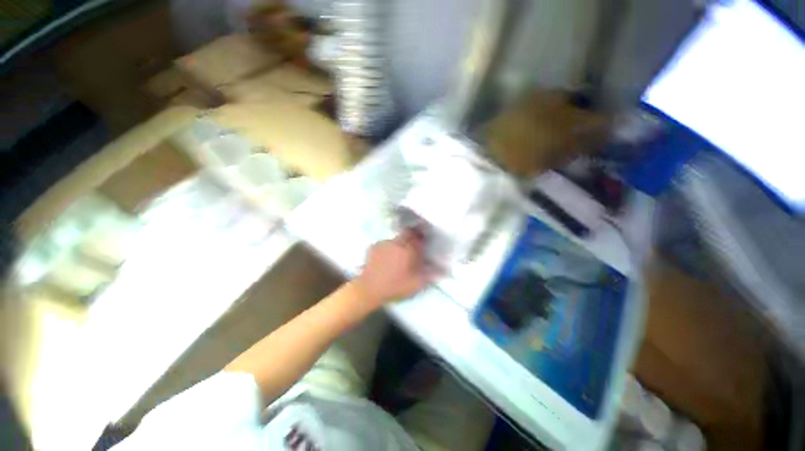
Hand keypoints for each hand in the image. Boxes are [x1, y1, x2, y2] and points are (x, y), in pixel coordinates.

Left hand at [355, 229, 429, 308]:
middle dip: (411, 237)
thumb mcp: (416, 284)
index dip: (422, 234)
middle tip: (413, 247)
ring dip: (399, 244)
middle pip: (406, 233)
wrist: (369, 289)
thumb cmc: (394, 286)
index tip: (424, 238)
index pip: (417, 235)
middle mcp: (396, 242)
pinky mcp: (373, 247)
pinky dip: (388, 248)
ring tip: (398, 255)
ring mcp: (383, 243)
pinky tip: (387, 258)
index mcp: (407, 249)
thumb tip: (443, 270)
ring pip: (395, 239)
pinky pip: (385, 244)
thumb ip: (430, 274)